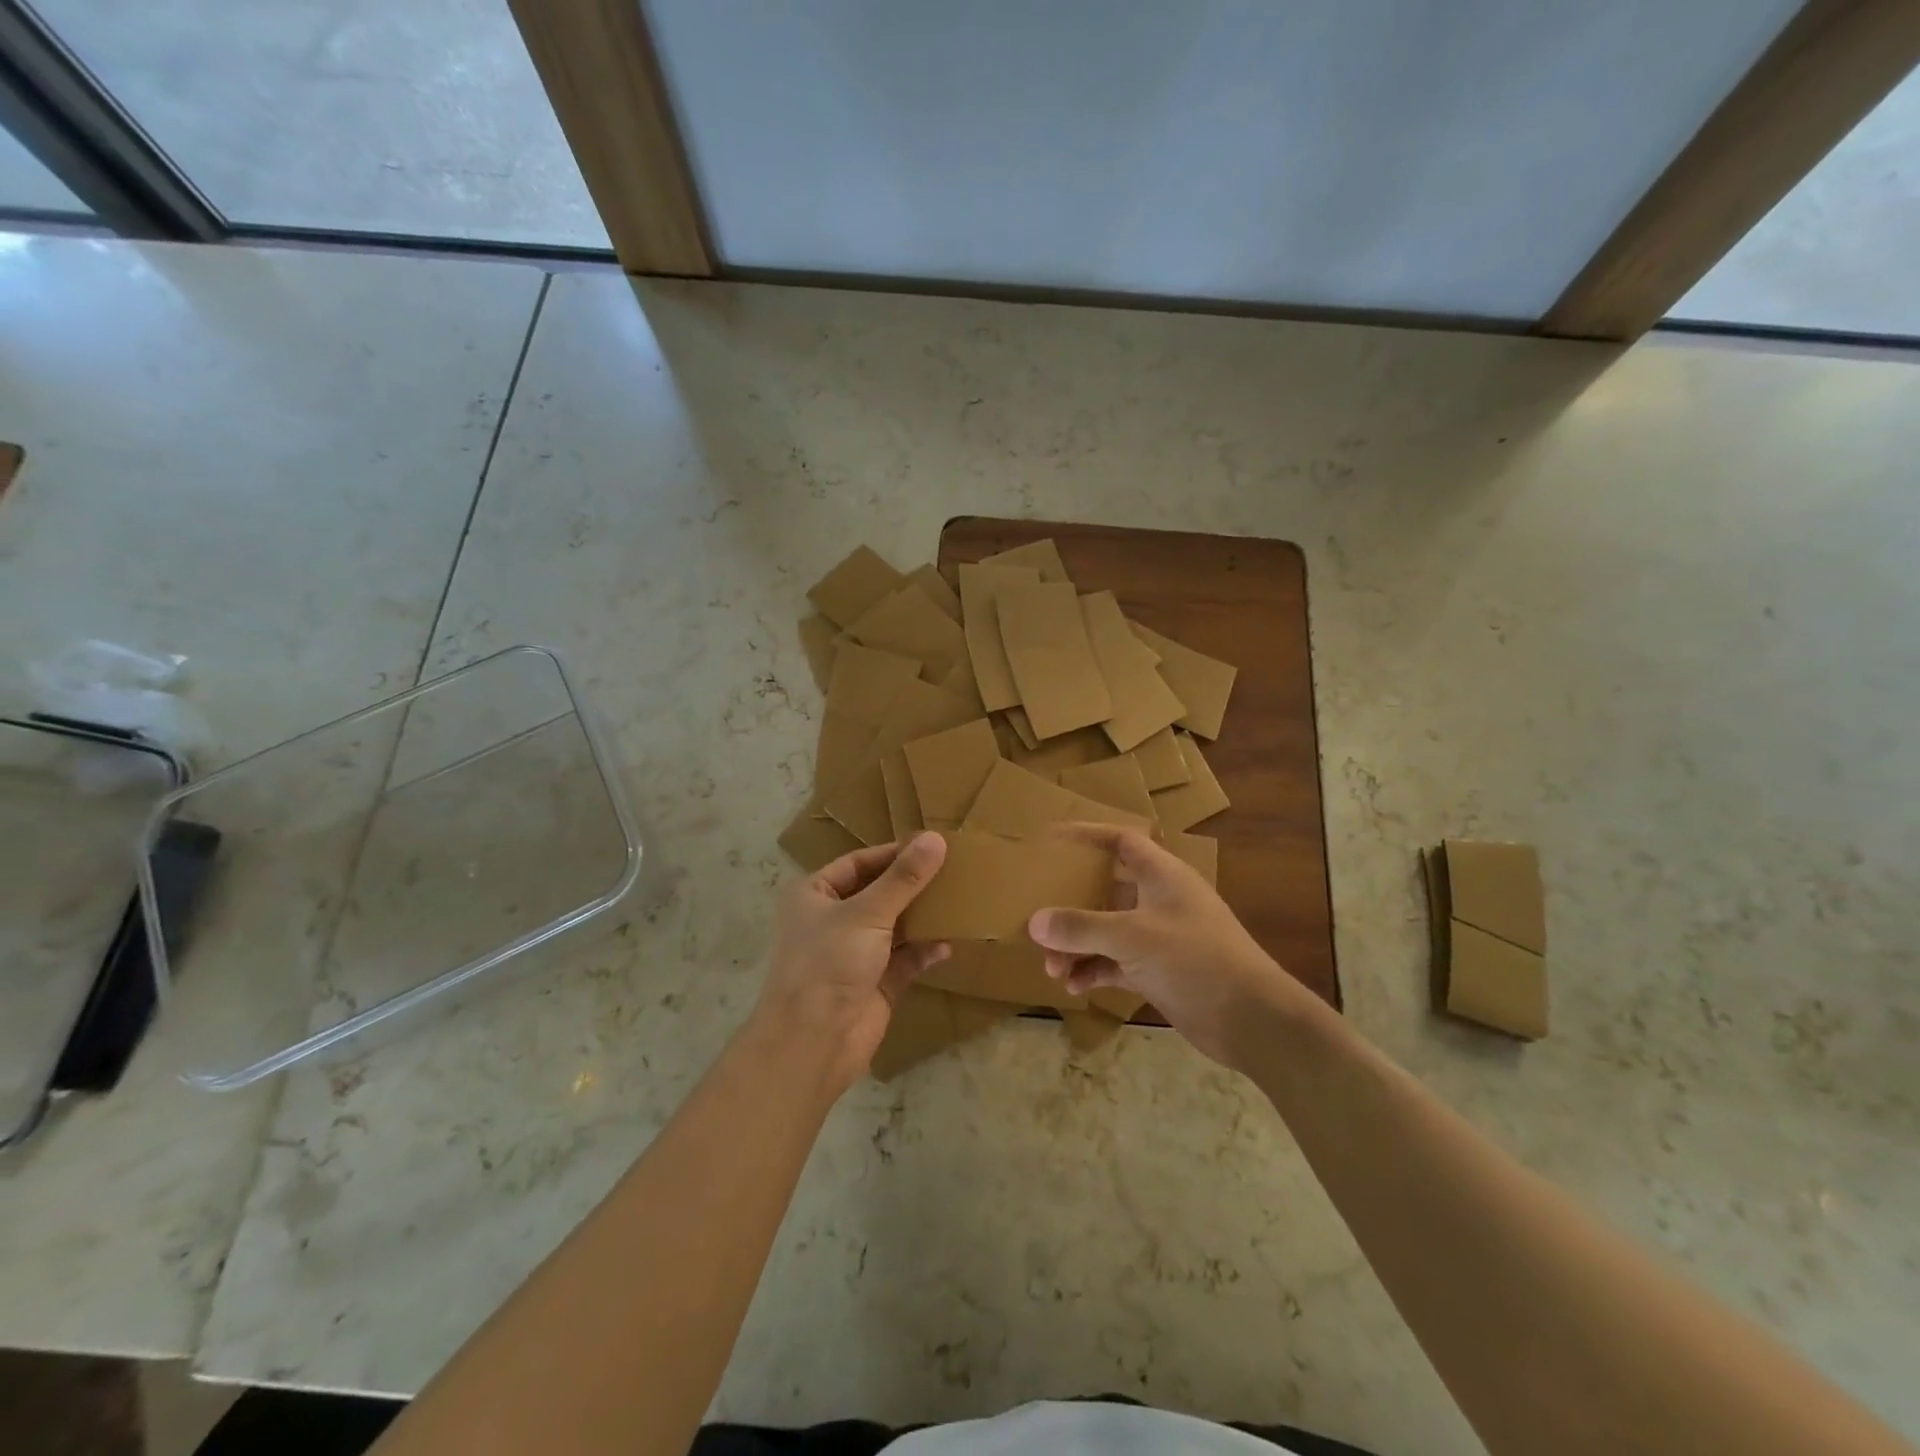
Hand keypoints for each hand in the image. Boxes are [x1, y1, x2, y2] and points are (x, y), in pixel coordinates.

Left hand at [757, 832, 949, 1092]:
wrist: (813, 1043)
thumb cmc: (829, 963)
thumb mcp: (868, 912)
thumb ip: (904, 878)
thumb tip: (936, 838)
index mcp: (815, 895)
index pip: (859, 863)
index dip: (894, 854)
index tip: (933, 846)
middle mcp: (832, 920)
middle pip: (879, 893)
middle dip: (913, 885)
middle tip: (953, 869)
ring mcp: (854, 953)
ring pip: (895, 925)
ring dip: (923, 916)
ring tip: (959, 900)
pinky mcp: (875, 983)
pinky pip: (905, 958)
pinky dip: (925, 950)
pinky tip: (948, 944)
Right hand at [1028, 825, 1313, 1068]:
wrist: (1251, 1019)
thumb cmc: (1195, 959)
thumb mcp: (1132, 937)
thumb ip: (1081, 927)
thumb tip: (1034, 922)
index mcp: (1161, 875)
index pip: (1120, 841)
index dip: (1087, 836)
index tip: (1051, 840)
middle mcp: (1159, 900)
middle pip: (1105, 889)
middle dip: (1071, 905)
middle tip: (1040, 918)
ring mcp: (1159, 937)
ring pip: (1107, 931)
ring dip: (1078, 946)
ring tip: (1051, 968)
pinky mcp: (1159, 971)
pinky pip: (1115, 963)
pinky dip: (1094, 971)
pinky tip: (1073, 987)